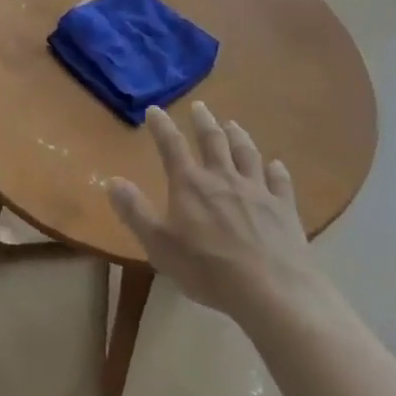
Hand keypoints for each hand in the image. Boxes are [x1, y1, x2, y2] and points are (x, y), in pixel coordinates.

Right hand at [107, 101, 312, 317]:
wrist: (271, 289)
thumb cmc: (207, 269)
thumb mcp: (159, 244)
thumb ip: (135, 211)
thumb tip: (112, 180)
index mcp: (191, 185)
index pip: (172, 146)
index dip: (162, 126)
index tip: (155, 109)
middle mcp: (224, 178)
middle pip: (213, 141)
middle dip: (203, 122)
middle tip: (199, 106)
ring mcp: (257, 191)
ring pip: (247, 154)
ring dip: (238, 136)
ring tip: (233, 124)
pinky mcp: (284, 208)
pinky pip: (279, 181)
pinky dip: (276, 170)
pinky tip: (276, 165)